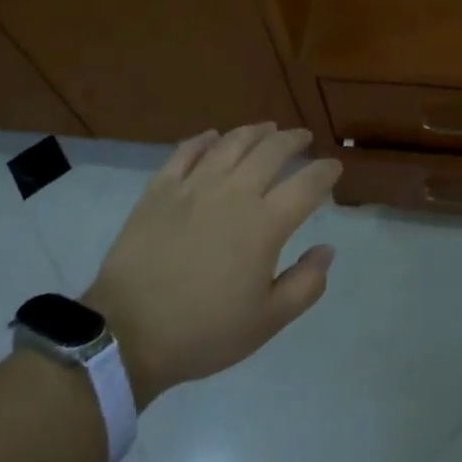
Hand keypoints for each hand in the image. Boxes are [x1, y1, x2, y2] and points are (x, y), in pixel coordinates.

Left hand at [83, 124, 340, 407]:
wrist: (128, 334)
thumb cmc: (203, 332)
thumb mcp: (267, 322)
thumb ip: (305, 284)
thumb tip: (327, 249)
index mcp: (264, 225)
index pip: (306, 185)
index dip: (325, 172)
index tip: (334, 167)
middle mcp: (233, 193)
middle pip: (271, 152)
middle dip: (293, 140)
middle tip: (303, 138)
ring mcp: (194, 186)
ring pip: (232, 143)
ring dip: (255, 131)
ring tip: (268, 128)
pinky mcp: (160, 189)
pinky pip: (186, 151)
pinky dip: (204, 140)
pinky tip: (213, 136)